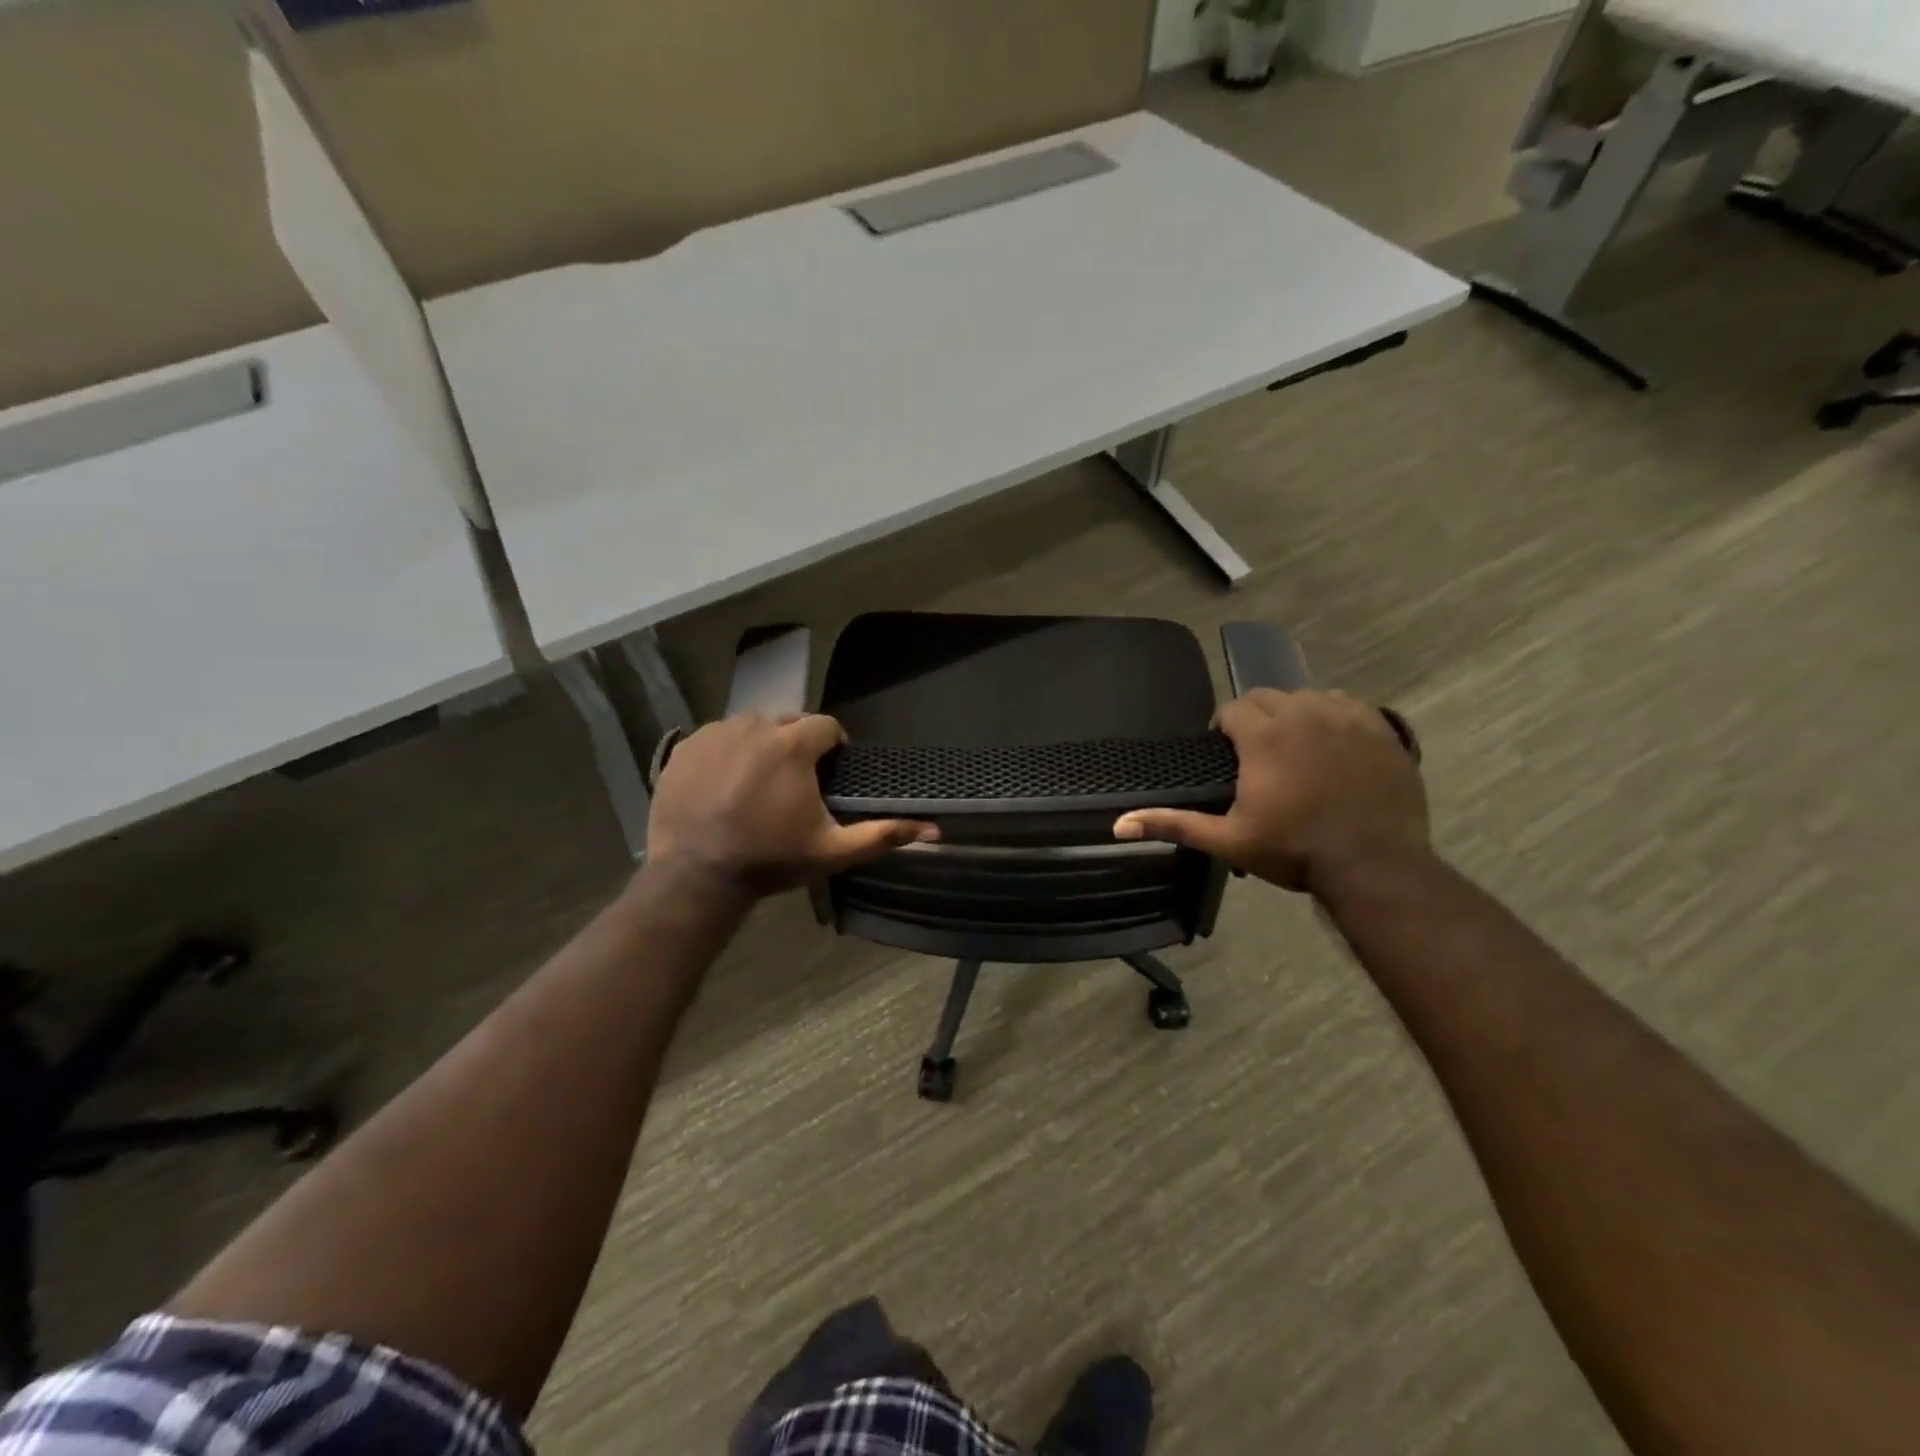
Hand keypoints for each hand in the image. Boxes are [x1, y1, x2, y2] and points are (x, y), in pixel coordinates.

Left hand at [645, 714, 937, 897]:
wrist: (696, 875)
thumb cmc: (770, 860)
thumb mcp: (832, 851)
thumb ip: (882, 834)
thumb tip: (932, 829)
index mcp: (792, 744)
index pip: (826, 726)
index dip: (833, 747)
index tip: (829, 773)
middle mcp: (754, 726)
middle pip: (788, 721)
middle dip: (798, 743)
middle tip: (795, 781)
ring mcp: (715, 733)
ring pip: (751, 726)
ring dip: (763, 744)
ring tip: (759, 781)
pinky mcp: (686, 747)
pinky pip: (717, 736)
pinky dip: (727, 751)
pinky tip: (726, 783)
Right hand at [1112, 690, 1427, 894]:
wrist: (1375, 865)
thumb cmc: (1295, 851)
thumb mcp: (1228, 840)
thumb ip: (1174, 824)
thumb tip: (1118, 824)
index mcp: (1264, 735)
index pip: (1233, 708)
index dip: (1224, 728)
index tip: (1227, 754)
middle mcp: (1303, 713)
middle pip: (1268, 696)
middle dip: (1256, 718)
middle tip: (1258, 754)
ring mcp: (1346, 717)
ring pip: (1307, 697)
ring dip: (1294, 714)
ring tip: (1295, 748)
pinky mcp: (1380, 728)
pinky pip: (1348, 705)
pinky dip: (1334, 717)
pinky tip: (1334, 744)